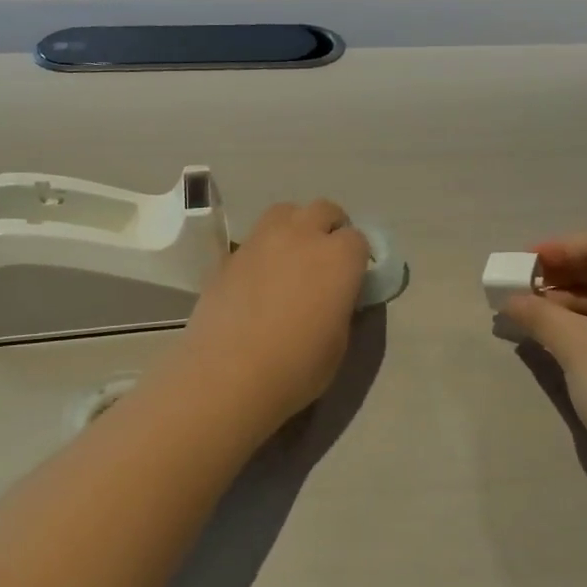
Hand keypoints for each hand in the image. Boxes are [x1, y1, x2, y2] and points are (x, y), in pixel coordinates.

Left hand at [166, 199, 370, 435]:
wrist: (227, 376)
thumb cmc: (296, 367)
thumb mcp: (338, 343)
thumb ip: (342, 306)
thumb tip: (336, 295)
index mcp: (339, 257)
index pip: (358, 239)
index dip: (357, 258)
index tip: (351, 279)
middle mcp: (302, 236)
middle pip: (323, 210)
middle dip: (329, 228)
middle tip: (325, 260)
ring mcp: (261, 240)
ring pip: (286, 213)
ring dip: (295, 227)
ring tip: (291, 258)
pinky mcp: (230, 255)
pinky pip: (255, 239)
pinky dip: (264, 249)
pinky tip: (259, 279)